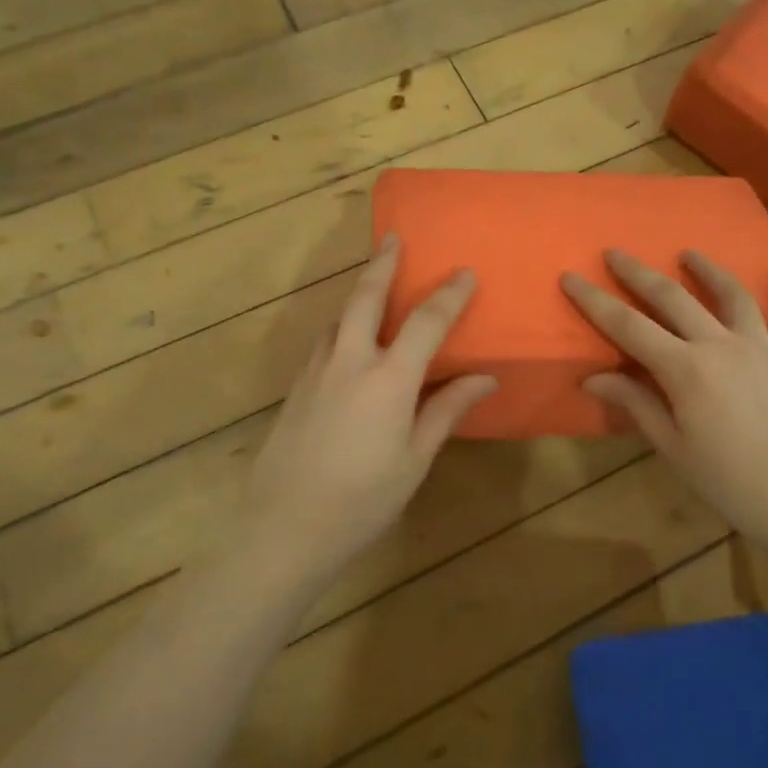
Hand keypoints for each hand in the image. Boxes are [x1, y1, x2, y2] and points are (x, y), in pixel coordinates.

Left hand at [244, 235, 496, 569]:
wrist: (284, 528)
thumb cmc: (362, 499)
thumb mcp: (414, 459)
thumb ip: (446, 411)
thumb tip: (483, 378)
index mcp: (388, 379)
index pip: (425, 322)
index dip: (448, 295)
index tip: (464, 272)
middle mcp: (349, 362)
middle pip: (366, 298)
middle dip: (382, 265)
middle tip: (392, 239)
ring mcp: (316, 373)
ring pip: (338, 318)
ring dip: (357, 293)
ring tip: (371, 283)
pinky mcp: (296, 389)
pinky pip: (323, 343)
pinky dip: (341, 327)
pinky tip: (346, 340)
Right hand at [561, 250, 767, 547]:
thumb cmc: (730, 484)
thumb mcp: (673, 449)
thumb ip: (636, 404)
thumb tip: (593, 376)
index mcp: (686, 370)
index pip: (628, 327)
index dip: (595, 301)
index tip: (571, 276)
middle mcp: (722, 346)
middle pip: (673, 299)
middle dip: (639, 274)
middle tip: (615, 253)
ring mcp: (765, 349)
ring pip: (733, 297)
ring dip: (708, 271)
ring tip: (690, 254)